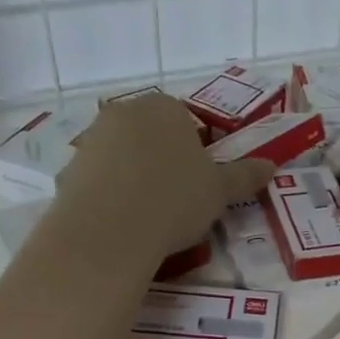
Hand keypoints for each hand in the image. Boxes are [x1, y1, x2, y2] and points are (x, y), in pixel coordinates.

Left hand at [50, 94, 274, 261]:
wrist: (110, 230)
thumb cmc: (175, 199)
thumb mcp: (220, 191)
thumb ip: (244, 176)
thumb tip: (270, 165)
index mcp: (165, 108)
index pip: (186, 119)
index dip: (197, 150)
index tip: (201, 181)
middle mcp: (124, 113)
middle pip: (151, 134)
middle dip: (164, 159)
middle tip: (179, 197)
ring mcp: (91, 139)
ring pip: (123, 156)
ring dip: (135, 176)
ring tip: (150, 214)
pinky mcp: (68, 169)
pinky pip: (98, 179)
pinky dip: (110, 195)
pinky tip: (123, 222)